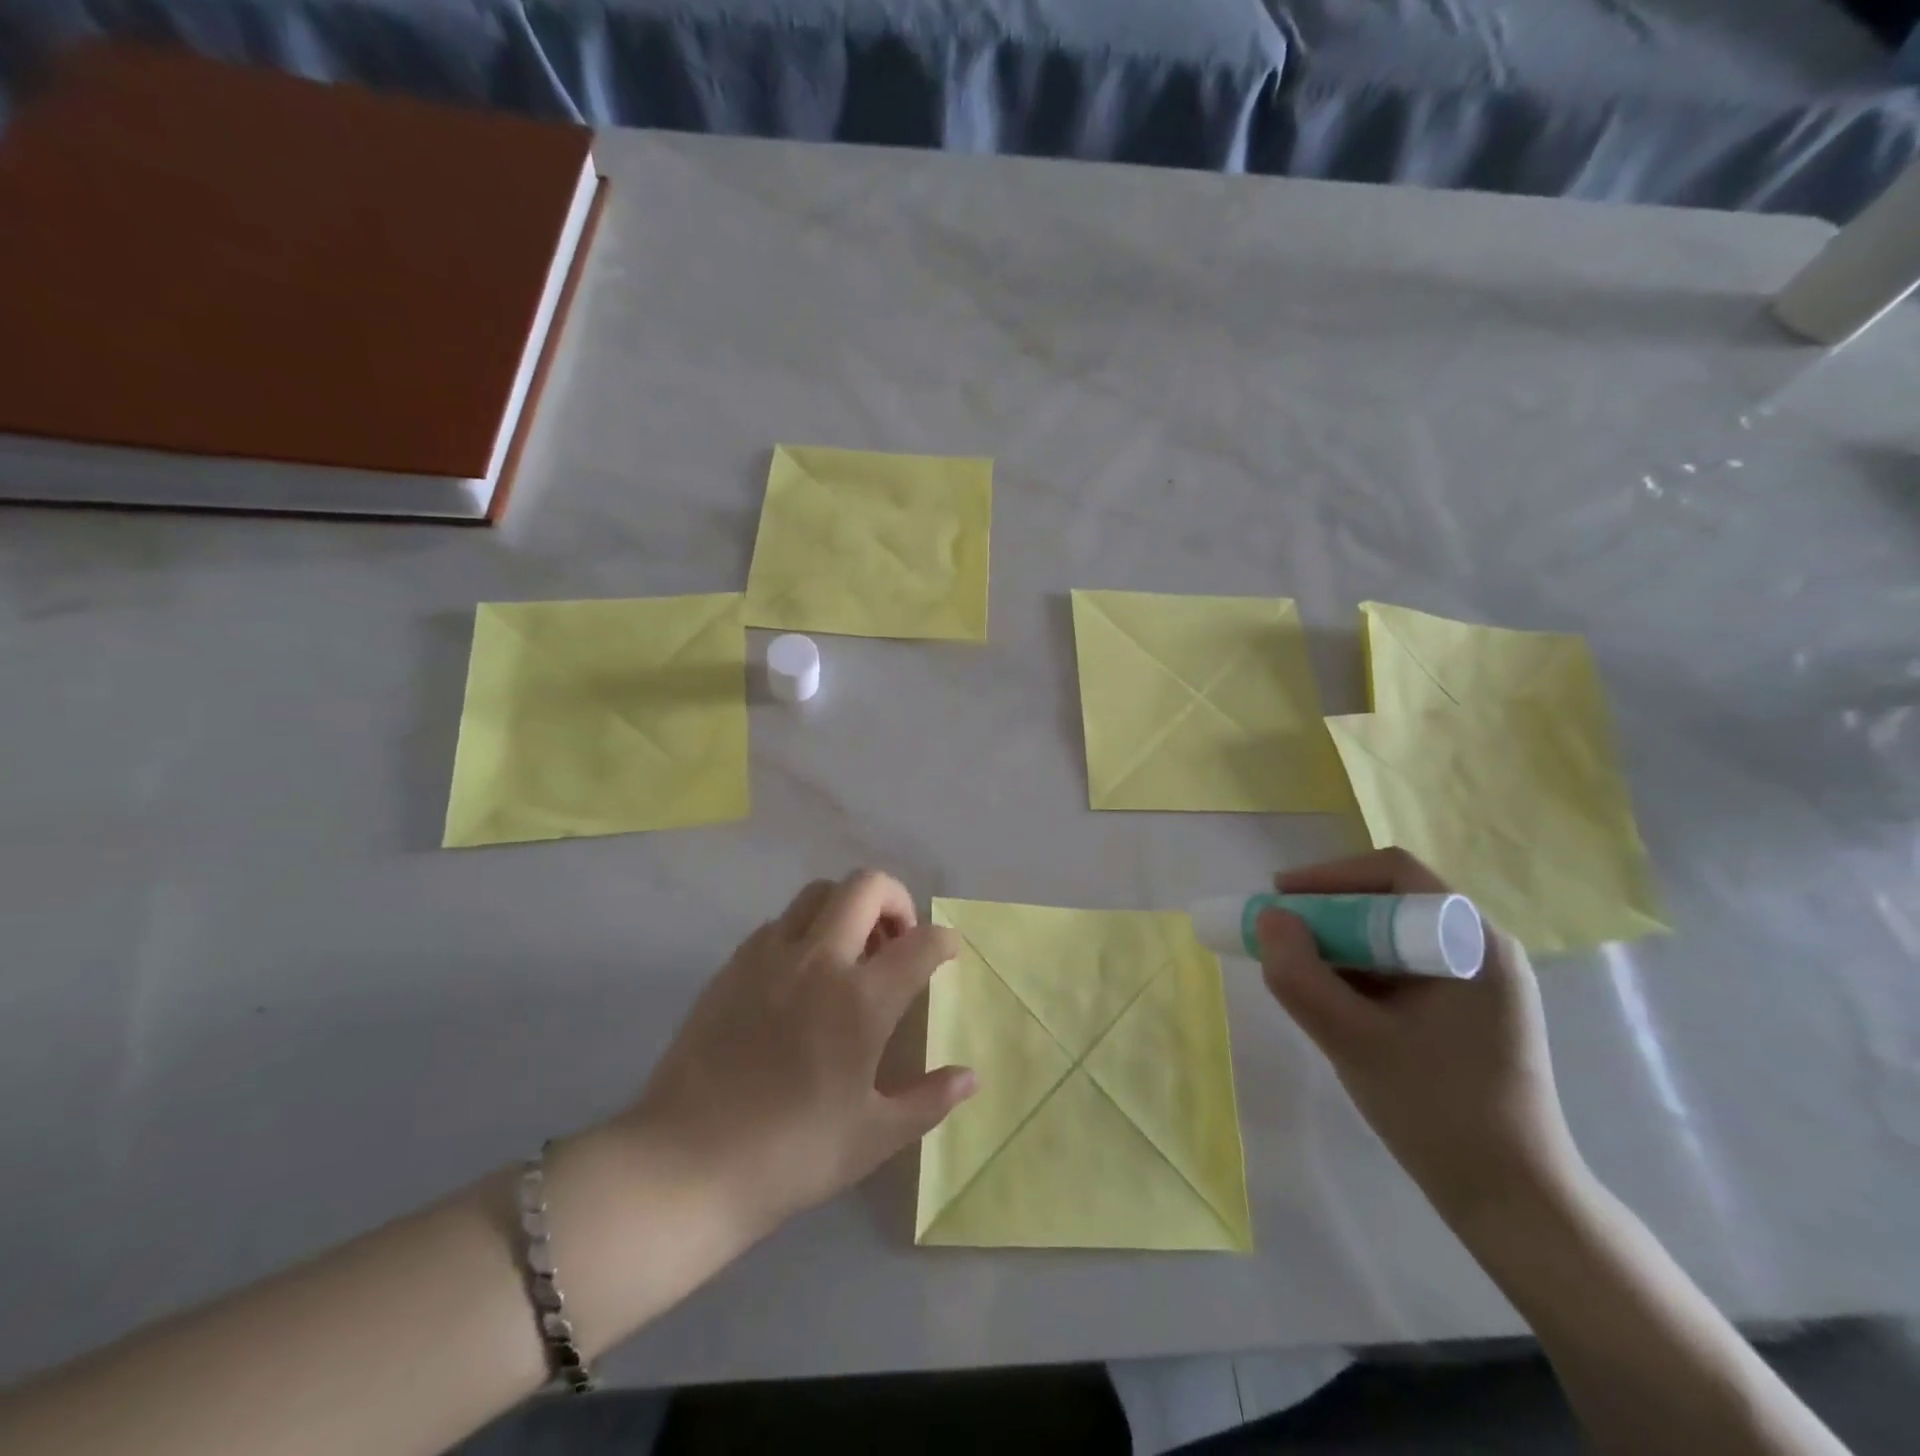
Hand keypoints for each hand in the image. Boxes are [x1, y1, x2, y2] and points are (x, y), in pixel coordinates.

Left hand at [620, 869, 976, 1240]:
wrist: (687, 1164)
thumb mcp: (873, 1136)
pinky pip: (779, 923)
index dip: (944, 940)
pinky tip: (801, 977)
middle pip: (867, 886)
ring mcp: (769, 956)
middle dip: (896, 900)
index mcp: (861, 1000)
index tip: (947, 954)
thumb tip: (970, 1076)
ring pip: (819, 893)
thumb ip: (929, 1100)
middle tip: (897, 940)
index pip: (921, 942)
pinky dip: (804, 931)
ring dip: (847, 908)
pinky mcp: (733, 964)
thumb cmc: (791, 1155)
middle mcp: (818, 960)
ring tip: (850, 953)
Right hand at [1256, 849, 1586, 1227]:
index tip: (1279, 898)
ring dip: (1339, 942)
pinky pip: (1400, 967)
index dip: (1329, 876)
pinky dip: (1358, 971)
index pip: (1394, 873)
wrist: (1514, 1202)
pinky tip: (1332, 1000)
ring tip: (1298, 969)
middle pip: (1391, 899)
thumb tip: (1268, 919)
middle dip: (1327, 911)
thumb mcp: (1353, 1041)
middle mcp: (1481, 948)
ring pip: (1391, 935)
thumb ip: (1300, 976)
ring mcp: (1477, 982)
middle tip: (1280, 934)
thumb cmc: (1438, 1112)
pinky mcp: (1465, 1011)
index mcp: (1472, 942)